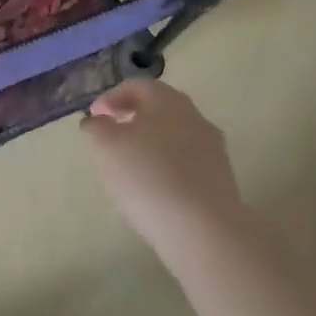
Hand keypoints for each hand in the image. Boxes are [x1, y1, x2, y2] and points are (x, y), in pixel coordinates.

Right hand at [81, 78, 243, 245]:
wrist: (202, 228)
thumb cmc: (146, 176)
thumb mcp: (105, 146)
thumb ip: (96, 127)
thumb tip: (97, 121)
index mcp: (167, 100)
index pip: (137, 86)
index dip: (111, 98)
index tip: (94, 117)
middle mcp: (194, 116)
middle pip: (159, 109)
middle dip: (133, 119)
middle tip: (111, 137)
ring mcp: (212, 148)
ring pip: (174, 136)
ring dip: (151, 144)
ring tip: (131, 167)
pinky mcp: (221, 178)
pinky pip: (186, 163)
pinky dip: (167, 168)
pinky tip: (155, 189)